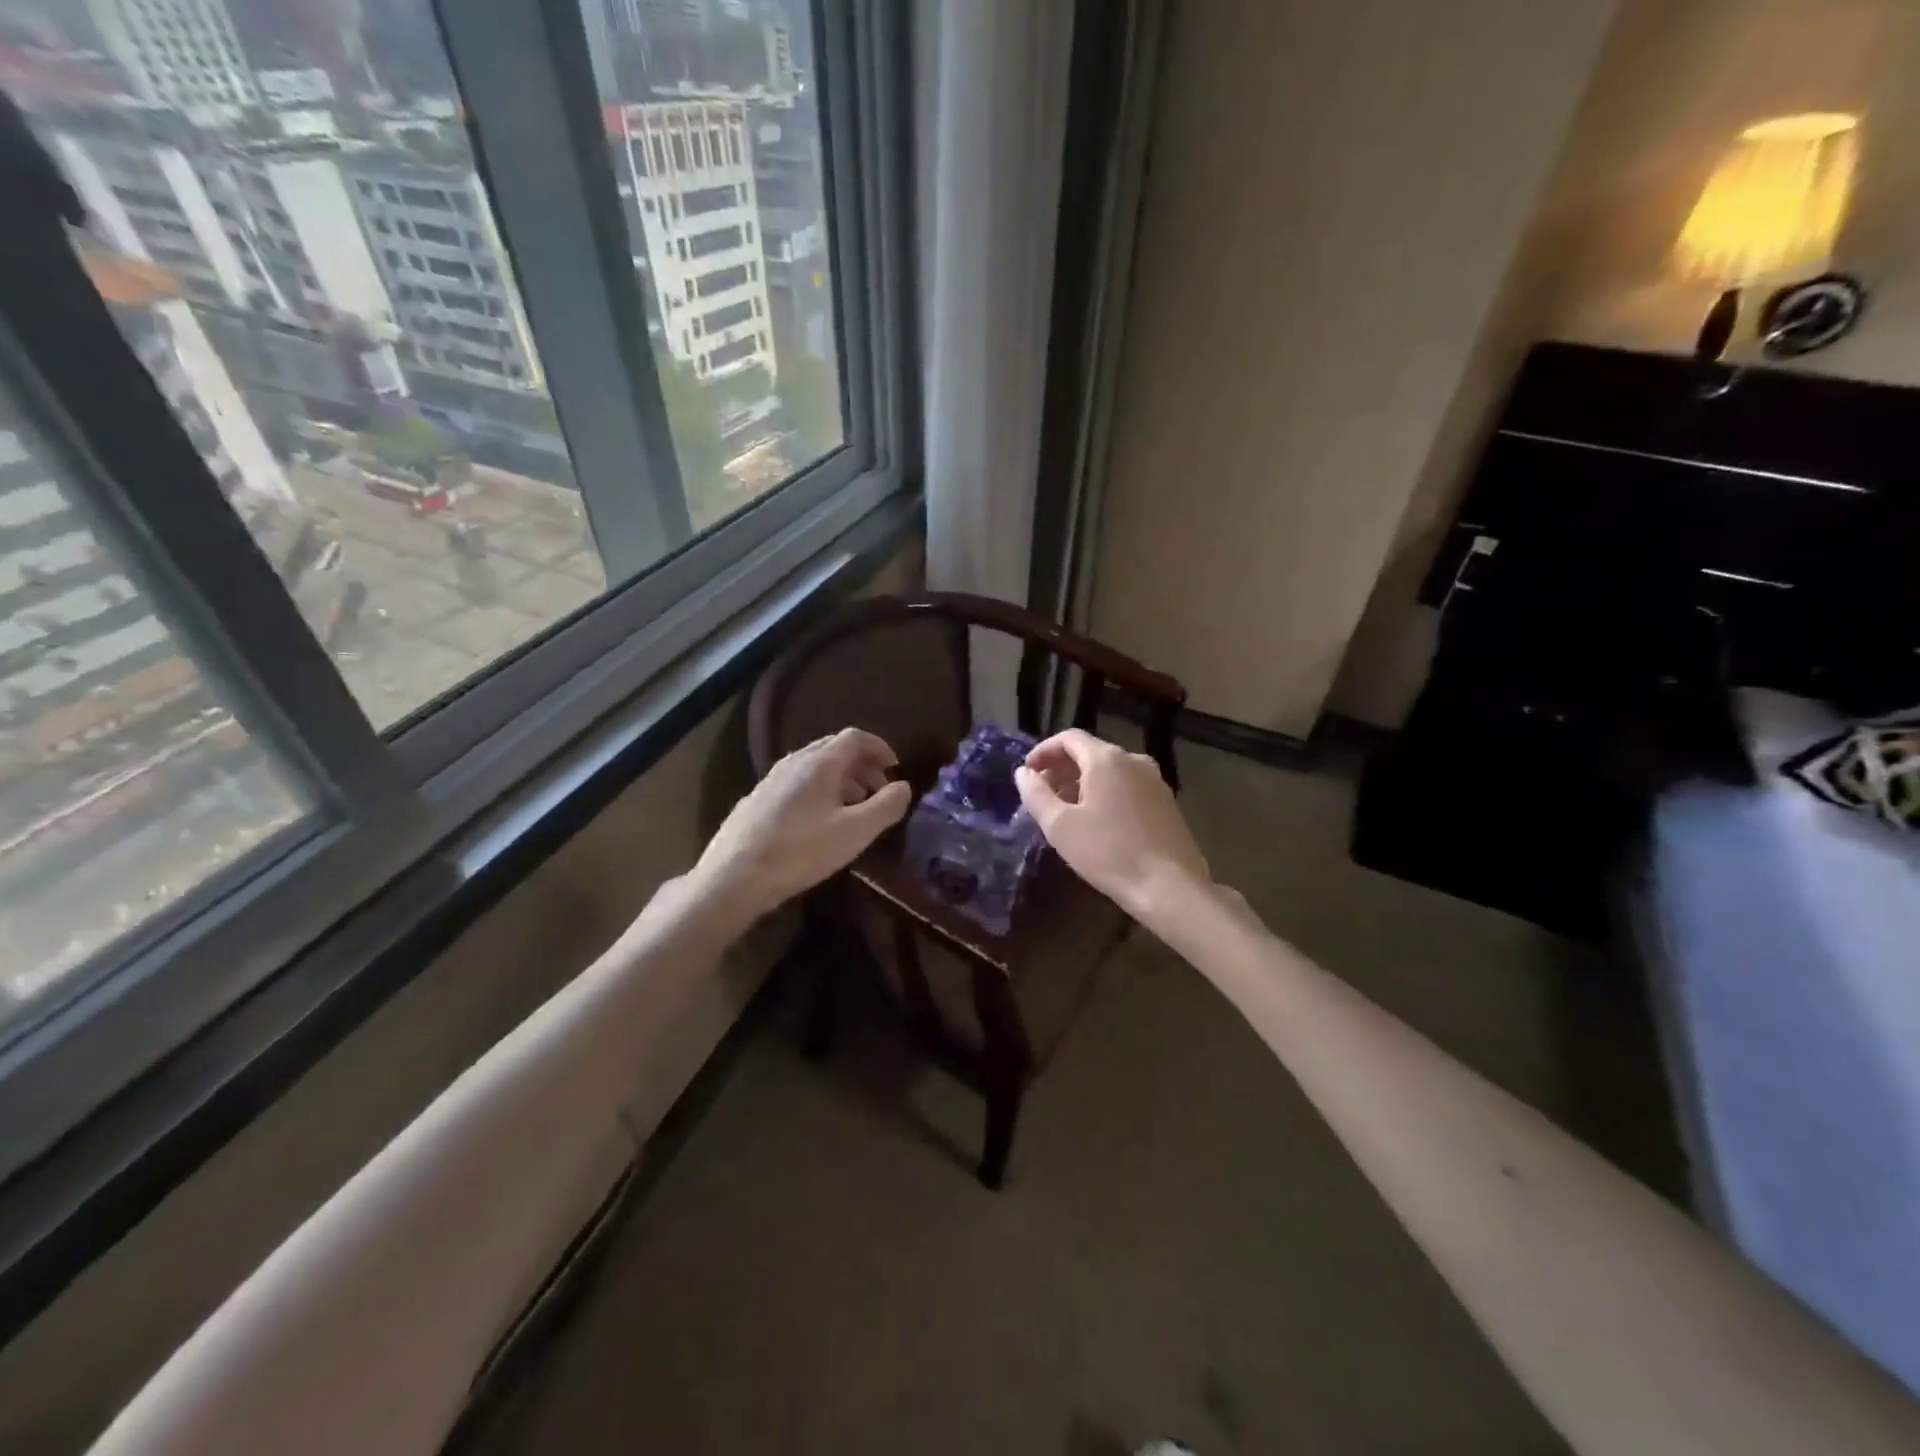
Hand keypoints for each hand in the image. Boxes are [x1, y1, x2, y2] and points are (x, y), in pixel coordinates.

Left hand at [689, 728, 911, 922]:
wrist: (734, 876)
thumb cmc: (801, 851)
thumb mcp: (855, 832)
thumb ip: (886, 806)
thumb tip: (903, 787)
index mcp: (821, 763)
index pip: (855, 737)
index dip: (879, 747)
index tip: (894, 768)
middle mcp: (795, 762)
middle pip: (834, 748)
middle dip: (862, 765)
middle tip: (879, 791)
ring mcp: (772, 779)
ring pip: (815, 766)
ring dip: (842, 779)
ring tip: (855, 807)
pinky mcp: (758, 799)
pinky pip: (798, 782)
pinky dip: (820, 789)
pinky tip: (820, 821)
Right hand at [1014, 728, 1210, 926]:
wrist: (1170, 887)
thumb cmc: (1108, 853)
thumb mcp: (1060, 826)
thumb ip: (1036, 794)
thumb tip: (1023, 773)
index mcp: (1107, 759)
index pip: (1069, 738)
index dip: (1043, 751)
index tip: (1027, 773)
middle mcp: (1134, 760)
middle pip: (1090, 752)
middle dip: (1061, 768)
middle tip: (1042, 794)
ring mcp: (1155, 780)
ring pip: (1110, 770)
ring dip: (1082, 782)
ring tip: (1066, 810)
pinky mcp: (1166, 802)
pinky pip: (1127, 786)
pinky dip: (1105, 793)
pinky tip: (1097, 822)